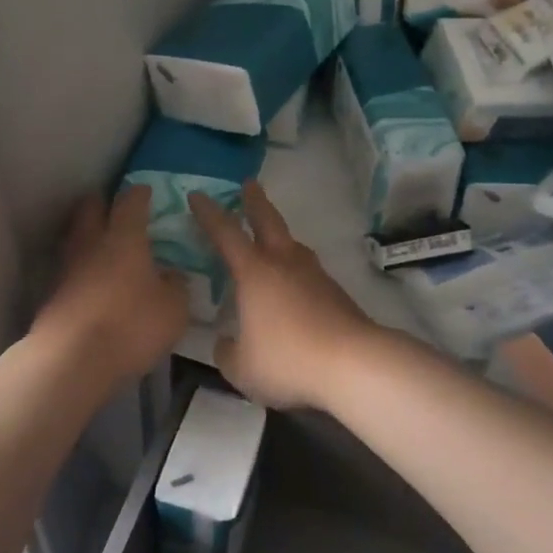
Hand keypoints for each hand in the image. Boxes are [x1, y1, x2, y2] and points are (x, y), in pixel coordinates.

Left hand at [34, 187, 188, 383]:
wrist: (71, 359)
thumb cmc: (130, 325)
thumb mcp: (173, 309)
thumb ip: (176, 286)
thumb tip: (172, 275)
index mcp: (124, 238)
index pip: (130, 202)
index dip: (139, 194)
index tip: (145, 191)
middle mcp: (91, 244)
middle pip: (89, 209)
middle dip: (102, 203)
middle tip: (115, 207)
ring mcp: (66, 269)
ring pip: (75, 238)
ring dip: (87, 236)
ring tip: (103, 246)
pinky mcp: (52, 295)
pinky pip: (69, 270)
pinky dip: (80, 269)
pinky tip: (92, 282)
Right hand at [191, 182, 378, 410]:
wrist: (354, 364)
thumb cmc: (288, 359)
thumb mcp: (242, 367)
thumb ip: (227, 352)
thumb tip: (225, 343)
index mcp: (254, 273)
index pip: (225, 233)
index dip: (208, 214)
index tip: (197, 195)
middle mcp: (284, 264)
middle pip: (268, 221)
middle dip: (255, 202)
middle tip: (248, 184)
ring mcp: (314, 276)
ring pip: (293, 245)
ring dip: (279, 235)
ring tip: (271, 238)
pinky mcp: (336, 293)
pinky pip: (308, 271)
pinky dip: (295, 269)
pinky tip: (293, 287)